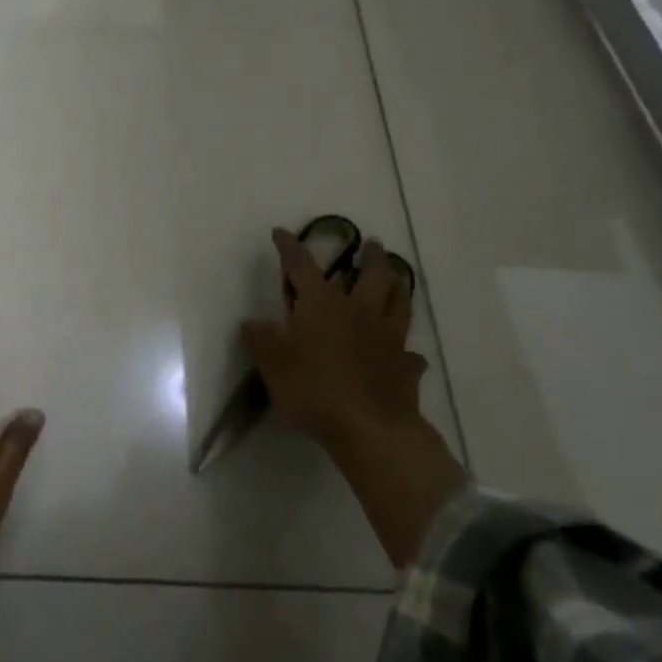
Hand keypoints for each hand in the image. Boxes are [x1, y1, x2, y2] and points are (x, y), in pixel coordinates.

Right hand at [240, 229, 465, 567]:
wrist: (369, 429)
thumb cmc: (313, 390)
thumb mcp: (272, 365)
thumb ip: (260, 340)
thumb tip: (251, 322)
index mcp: (322, 305)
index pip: (301, 266)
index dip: (290, 247)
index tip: (281, 232)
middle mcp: (358, 312)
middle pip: (371, 275)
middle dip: (370, 256)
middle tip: (373, 243)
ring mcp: (388, 338)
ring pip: (398, 302)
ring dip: (398, 285)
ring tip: (398, 276)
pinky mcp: (405, 366)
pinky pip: (410, 352)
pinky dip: (407, 350)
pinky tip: (407, 353)